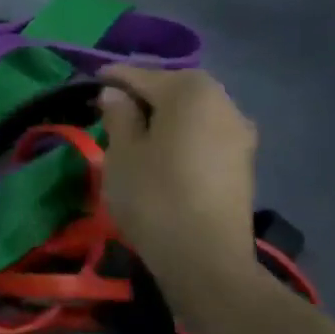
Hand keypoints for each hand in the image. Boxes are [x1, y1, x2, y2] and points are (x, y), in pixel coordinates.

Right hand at [97, 66, 257, 290]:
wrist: (206, 258)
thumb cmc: (154, 195)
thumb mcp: (121, 152)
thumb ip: (118, 115)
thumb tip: (116, 94)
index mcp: (191, 92)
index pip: (143, 75)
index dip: (113, 79)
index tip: (91, 84)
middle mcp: (224, 103)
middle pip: (175, 89)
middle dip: (144, 94)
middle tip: (112, 108)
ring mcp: (240, 133)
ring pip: (193, 112)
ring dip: (165, 116)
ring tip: (135, 131)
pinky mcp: (243, 162)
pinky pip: (205, 133)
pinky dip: (182, 134)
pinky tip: (162, 151)